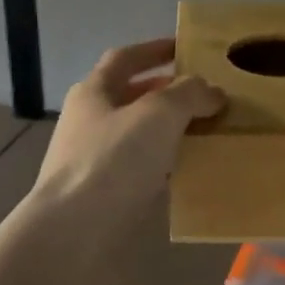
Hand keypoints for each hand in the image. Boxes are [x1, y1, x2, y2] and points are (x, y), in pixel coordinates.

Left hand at [37, 38, 223, 206]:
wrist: (72, 236)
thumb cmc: (112, 161)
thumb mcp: (158, 114)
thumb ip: (189, 94)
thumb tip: (212, 91)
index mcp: (94, 92)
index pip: (125, 58)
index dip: (155, 50)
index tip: (187, 48)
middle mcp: (89, 121)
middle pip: (132, 96)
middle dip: (168, 92)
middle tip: (206, 94)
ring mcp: (93, 161)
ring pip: (139, 135)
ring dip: (170, 130)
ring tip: (208, 131)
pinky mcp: (103, 196)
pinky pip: (141, 170)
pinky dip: (166, 164)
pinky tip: (190, 171)